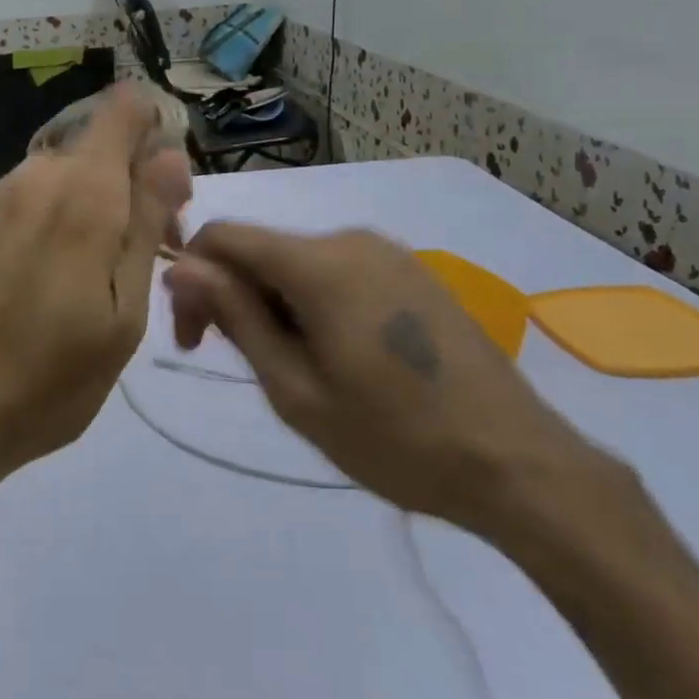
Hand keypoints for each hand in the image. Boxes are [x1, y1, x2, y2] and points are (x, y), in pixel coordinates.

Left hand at [0, 84, 192, 505]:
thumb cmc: (50, 380)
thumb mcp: (124, 313)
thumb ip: (147, 223)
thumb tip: (171, 154)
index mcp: (82, 193)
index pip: (123, 108)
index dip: (154, 131)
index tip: (166, 191)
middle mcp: (35, 177)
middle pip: (98, 146)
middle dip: (130, 183)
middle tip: (140, 255)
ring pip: (63, 174)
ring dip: (91, 204)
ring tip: (93, 277)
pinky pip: (28, 198)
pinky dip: (52, 219)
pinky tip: (44, 281)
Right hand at [164, 225, 607, 536]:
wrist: (516, 462)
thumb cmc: (395, 438)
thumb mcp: (297, 389)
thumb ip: (236, 317)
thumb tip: (182, 267)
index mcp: (319, 262)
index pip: (223, 236)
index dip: (192, 278)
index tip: (194, 339)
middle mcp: (351, 239)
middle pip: (262, 249)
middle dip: (235, 296)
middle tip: (246, 366)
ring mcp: (388, 252)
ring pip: (298, 262)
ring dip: (275, 304)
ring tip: (298, 371)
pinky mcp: (411, 272)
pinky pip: (338, 271)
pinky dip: (314, 302)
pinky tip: (339, 356)